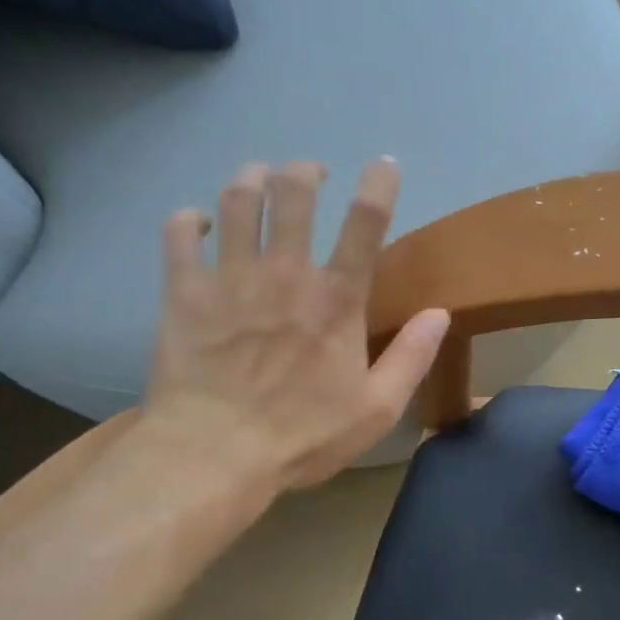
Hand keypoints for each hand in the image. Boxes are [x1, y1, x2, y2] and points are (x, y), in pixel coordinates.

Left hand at [142, 158, 450, 490]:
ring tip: (259, 178)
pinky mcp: (183, 291)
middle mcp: (285, 272)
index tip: (383, 165)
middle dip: (305, 171)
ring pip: (237, 199)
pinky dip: (188, 219)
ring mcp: (230, 277)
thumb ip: (412, 357)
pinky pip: (179, 234)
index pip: (366, 221)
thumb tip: (440, 313)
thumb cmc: (303, 436)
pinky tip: (198, 222)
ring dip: (252, 178)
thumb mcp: (377, 409)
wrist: (214, 454)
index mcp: (336, 298)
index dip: (379, 183)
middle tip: (310, 174)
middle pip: (294, 191)